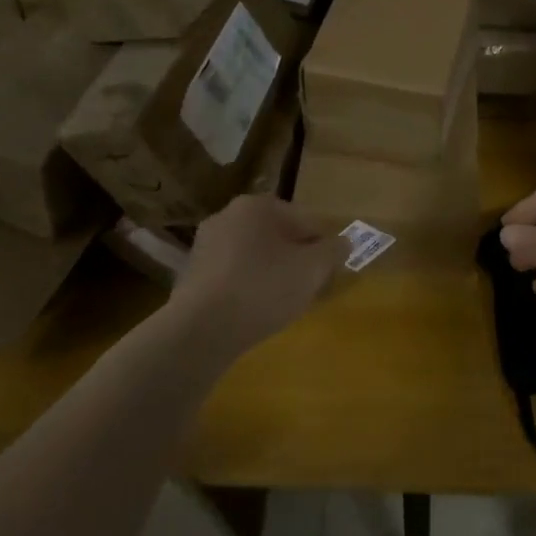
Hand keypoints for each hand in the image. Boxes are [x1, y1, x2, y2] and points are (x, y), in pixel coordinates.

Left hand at [169, 195, 346, 359]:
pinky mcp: (191, 274)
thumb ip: (333, 251)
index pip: (304, 220)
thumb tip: (344, 242)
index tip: (329, 271)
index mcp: (257, 205)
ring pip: (253, 254)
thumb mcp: (312, 269)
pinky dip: (247, 286)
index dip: (322, 246)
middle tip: (308, 286)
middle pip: (277, 235)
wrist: (201, 329)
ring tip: (282, 302)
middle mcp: (227, 215)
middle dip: (295, 257)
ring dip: (270, 272)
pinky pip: (232, 274)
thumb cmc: (263, 287)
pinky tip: (254, 310)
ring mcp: (205, 244)